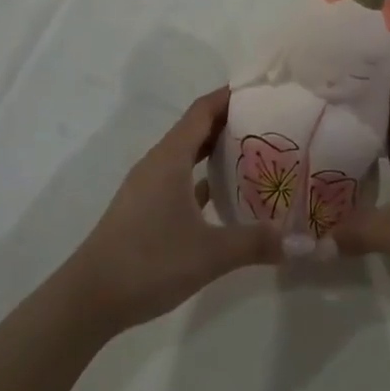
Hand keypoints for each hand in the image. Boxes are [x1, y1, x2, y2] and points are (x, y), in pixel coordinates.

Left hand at [58, 87, 282, 335]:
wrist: (88, 300)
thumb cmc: (148, 262)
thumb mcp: (209, 254)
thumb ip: (255, 243)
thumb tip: (301, 243)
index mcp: (171, 157)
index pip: (203, 110)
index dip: (230, 96)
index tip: (261, 91)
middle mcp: (158, 163)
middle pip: (196, 128)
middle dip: (230, 121)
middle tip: (269, 122)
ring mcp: (147, 186)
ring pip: (186, 154)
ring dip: (215, 149)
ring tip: (253, 153)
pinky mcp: (143, 209)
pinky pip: (178, 178)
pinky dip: (201, 177)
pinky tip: (223, 195)